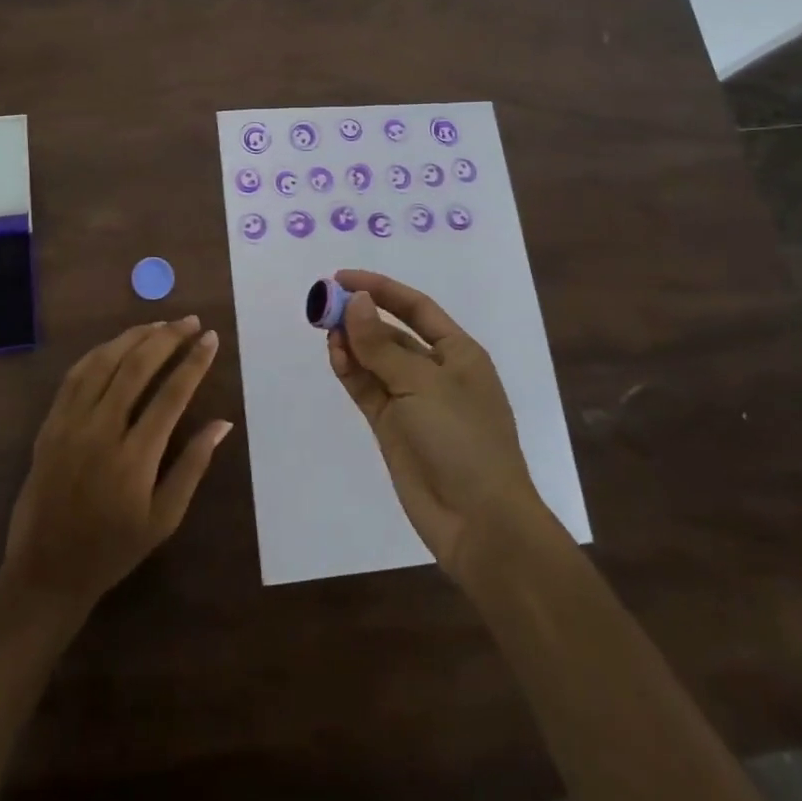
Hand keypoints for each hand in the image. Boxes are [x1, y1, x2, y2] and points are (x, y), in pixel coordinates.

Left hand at [0, 317, 230, 610]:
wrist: (46, 571)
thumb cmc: (113, 550)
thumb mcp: (164, 518)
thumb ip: (193, 465)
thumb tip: (223, 423)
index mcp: (134, 458)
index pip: (171, 395)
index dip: (194, 363)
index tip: (210, 339)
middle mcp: (100, 432)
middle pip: (136, 367)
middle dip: (167, 338)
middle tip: (190, 322)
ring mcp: (70, 424)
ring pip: (103, 362)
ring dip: (134, 337)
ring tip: (160, 324)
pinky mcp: (50, 424)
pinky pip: (75, 375)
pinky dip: (99, 352)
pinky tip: (117, 344)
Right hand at [325, 270, 546, 585]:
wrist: (478, 522)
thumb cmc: (462, 440)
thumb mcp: (422, 383)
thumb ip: (381, 344)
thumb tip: (355, 302)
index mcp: (457, 353)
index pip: (415, 307)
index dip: (380, 288)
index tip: (341, 278)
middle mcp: (435, 371)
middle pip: (391, 332)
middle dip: (360, 316)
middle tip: (323, 305)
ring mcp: (412, 401)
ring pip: (374, 360)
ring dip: (351, 343)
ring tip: (325, 331)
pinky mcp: (392, 427)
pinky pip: (366, 388)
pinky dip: (350, 371)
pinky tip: (334, 356)